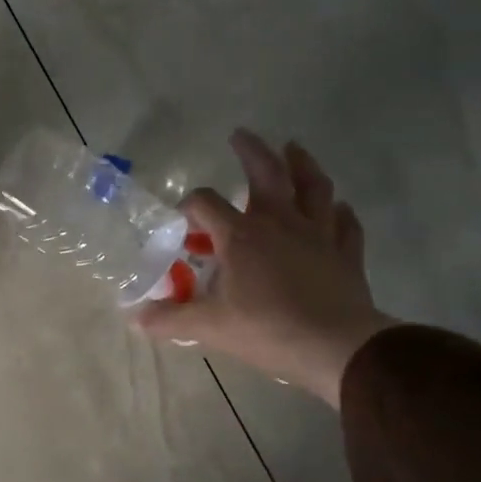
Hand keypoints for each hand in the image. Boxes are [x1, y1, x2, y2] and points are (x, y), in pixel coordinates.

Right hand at [136, 130, 396, 407]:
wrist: (334, 346)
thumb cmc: (266, 330)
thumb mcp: (208, 327)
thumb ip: (170, 319)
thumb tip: (135, 318)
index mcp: (241, 236)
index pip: (206, 204)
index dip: (189, 206)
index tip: (181, 220)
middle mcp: (280, 223)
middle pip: (266, 173)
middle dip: (251, 151)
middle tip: (240, 135)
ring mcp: (318, 234)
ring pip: (313, 186)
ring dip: (302, 164)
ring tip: (293, 149)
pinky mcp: (345, 253)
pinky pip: (345, 223)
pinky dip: (339, 212)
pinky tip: (337, 207)